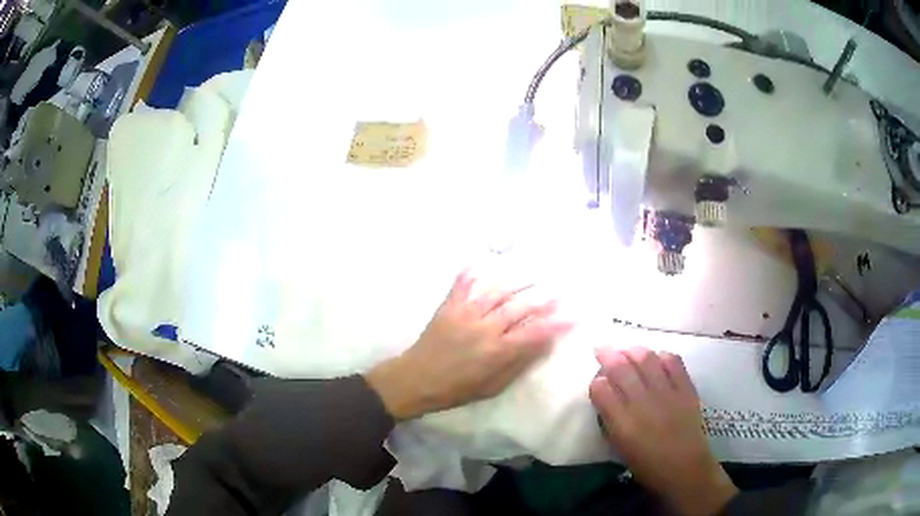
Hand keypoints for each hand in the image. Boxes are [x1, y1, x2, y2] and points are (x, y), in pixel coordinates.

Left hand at [365, 271, 571, 420]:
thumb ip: (519, 363)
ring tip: (534, 274)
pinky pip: (464, 283)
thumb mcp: (493, 386)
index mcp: (497, 351)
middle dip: (542, 298)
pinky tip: (484, 262)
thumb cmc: (457, 388)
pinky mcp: (449, 306)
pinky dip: (474, 271)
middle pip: (519, 307)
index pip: (534, 333)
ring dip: (518, 281)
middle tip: (558, 291)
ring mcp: (465, 313)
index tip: (573, 316)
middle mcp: (484, 328)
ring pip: (497, 291)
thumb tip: (544, 344)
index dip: (556, 324)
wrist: (416, 379)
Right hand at [589, 347, 737, 515]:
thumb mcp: (620, 446)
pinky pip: (673, 362)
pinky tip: (657, 358)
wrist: (685, 468)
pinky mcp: (686, 388)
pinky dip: (662, 355)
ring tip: (627, 350)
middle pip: (621, 368)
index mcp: (622, 423)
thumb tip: (607, 398)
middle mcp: (642, 402)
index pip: (600, 389)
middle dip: (607, 355)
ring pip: (646, 359)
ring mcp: (666, 393)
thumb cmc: (647, 465)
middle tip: (602, 349)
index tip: (597, 382)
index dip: (596, 381)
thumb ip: (611, 420)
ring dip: (633, 350)